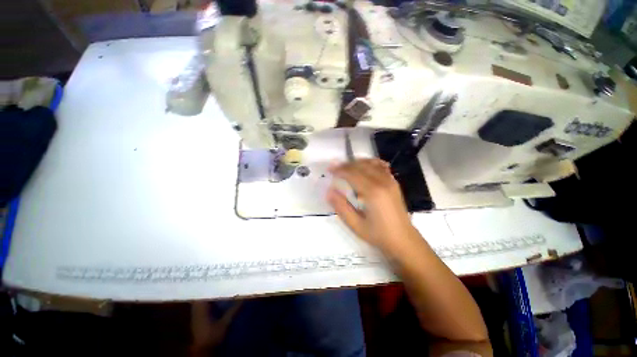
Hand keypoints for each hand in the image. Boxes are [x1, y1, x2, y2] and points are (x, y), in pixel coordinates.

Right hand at [326, 159, 416, 255]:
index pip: (352, 174)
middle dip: (346, 165)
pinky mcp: (394, 182)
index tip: (329, 170)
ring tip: (346, 167)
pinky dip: (370, 163)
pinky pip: (381, 166)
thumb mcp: (356, 225)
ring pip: (371, 163)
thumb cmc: (378, 234)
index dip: (339, 170)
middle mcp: (382, 182)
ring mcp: (390, 181)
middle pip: (361, 166)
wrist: (404, 240)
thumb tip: (329, 191)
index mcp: (372, 192)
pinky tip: (364, 166)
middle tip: (335, 168)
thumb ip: (341, 207)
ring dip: (356, 163)